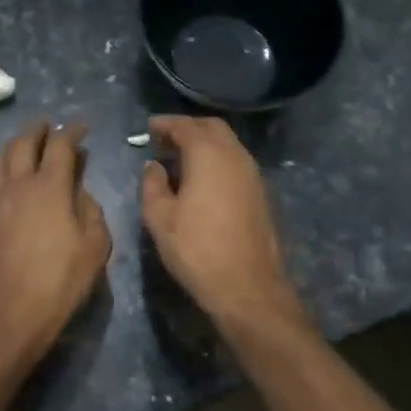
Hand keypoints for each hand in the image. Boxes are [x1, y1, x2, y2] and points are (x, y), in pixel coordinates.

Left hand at [0, 119, 111, 366]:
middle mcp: (17, 184)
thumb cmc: (60, 282)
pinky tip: (0, 179)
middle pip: (23, 142)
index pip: (60, 145)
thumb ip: (90, 210)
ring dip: (12, 144)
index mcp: (50, 187)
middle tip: (48, 125)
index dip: (72, 131)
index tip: (81, 127)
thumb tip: (79, 190)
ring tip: (22, 143)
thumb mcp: (95, 246)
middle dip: (38, 129)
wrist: (9, 313)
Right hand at [140, 116, 303, 329]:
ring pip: (228, 144)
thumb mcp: (160, 218)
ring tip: (180, 159)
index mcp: (209, 155)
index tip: (149, 128)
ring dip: (204, 144)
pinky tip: (202, 180)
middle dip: (187, 128)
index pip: (185, 126)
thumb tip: (154, 165)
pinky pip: (236, 162)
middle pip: (212, 127)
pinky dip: (217, 160)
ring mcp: (253, 174)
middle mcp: (235, 155)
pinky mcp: (261, 193)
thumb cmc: (197, 250)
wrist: (248, 287)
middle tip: (164, 140)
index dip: (165, 124)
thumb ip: (152, 184)